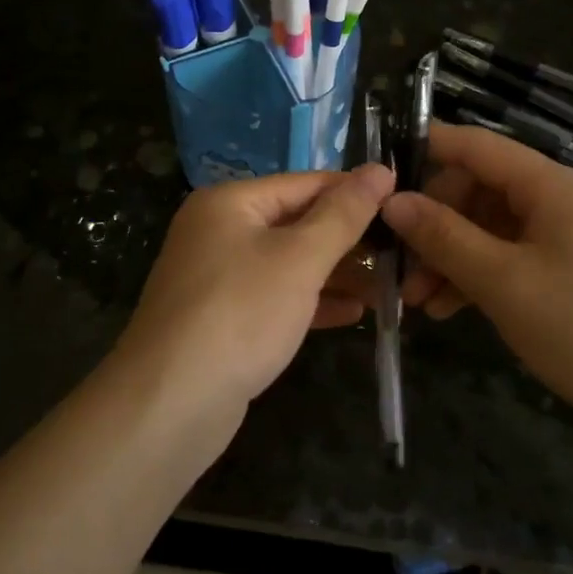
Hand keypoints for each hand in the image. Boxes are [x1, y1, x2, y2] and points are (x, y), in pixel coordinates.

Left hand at [118, 164, 395, 410]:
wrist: (170, 404)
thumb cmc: (240, 313)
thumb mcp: (300, 258)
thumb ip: (343, 214)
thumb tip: (380, 169)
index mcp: (230, 202)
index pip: (305, 184)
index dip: (354, 192)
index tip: (403, 203)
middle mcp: (219, 231)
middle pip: (296, 223)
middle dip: (348, 241)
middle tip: (401, 254)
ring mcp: (217, 277)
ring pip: (288, 264)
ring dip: (336, 274)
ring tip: (388, 287)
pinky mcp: (222, 319)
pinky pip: (275, 298)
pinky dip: (311, 302)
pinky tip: (353, 314)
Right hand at [381, 123, 572, 428]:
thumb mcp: (504, 281)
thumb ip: (444, 237)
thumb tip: (392, 201)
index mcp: (550, 186)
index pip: (477, 146)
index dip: (427, 148)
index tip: (378, 169)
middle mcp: (556, 201)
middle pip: (478, 191)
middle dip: (433, 224)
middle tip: (396, 264)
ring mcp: (562, 238)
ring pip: (487, 229)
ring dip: (448, 258)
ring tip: (415, 300)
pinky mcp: (565, 272)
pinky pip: (507, 259)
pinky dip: (475, 278)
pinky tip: (446, 310)